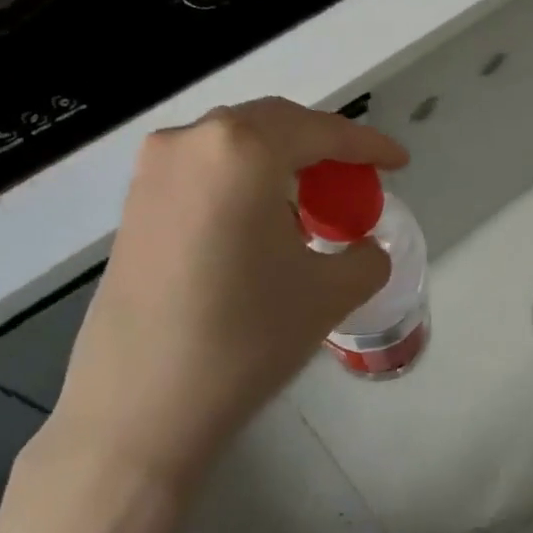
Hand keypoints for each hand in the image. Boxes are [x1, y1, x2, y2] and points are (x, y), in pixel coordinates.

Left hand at [52, 97, 406, 492]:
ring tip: (310, 203)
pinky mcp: (133, 204)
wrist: (140, 407)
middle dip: (322, 146)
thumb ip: (365, 256)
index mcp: (242, 149)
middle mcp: (191, 142)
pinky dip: (243, 181)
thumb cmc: (245, 337)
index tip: (399, 160)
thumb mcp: (328, 293)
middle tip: (355, 181)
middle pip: (274, 125)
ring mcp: (154, 170)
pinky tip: (260, 222)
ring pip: (235, 144)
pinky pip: (204, 170)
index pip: (321, 131)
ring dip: (280, 162)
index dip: (368, 145)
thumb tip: (364, 248)